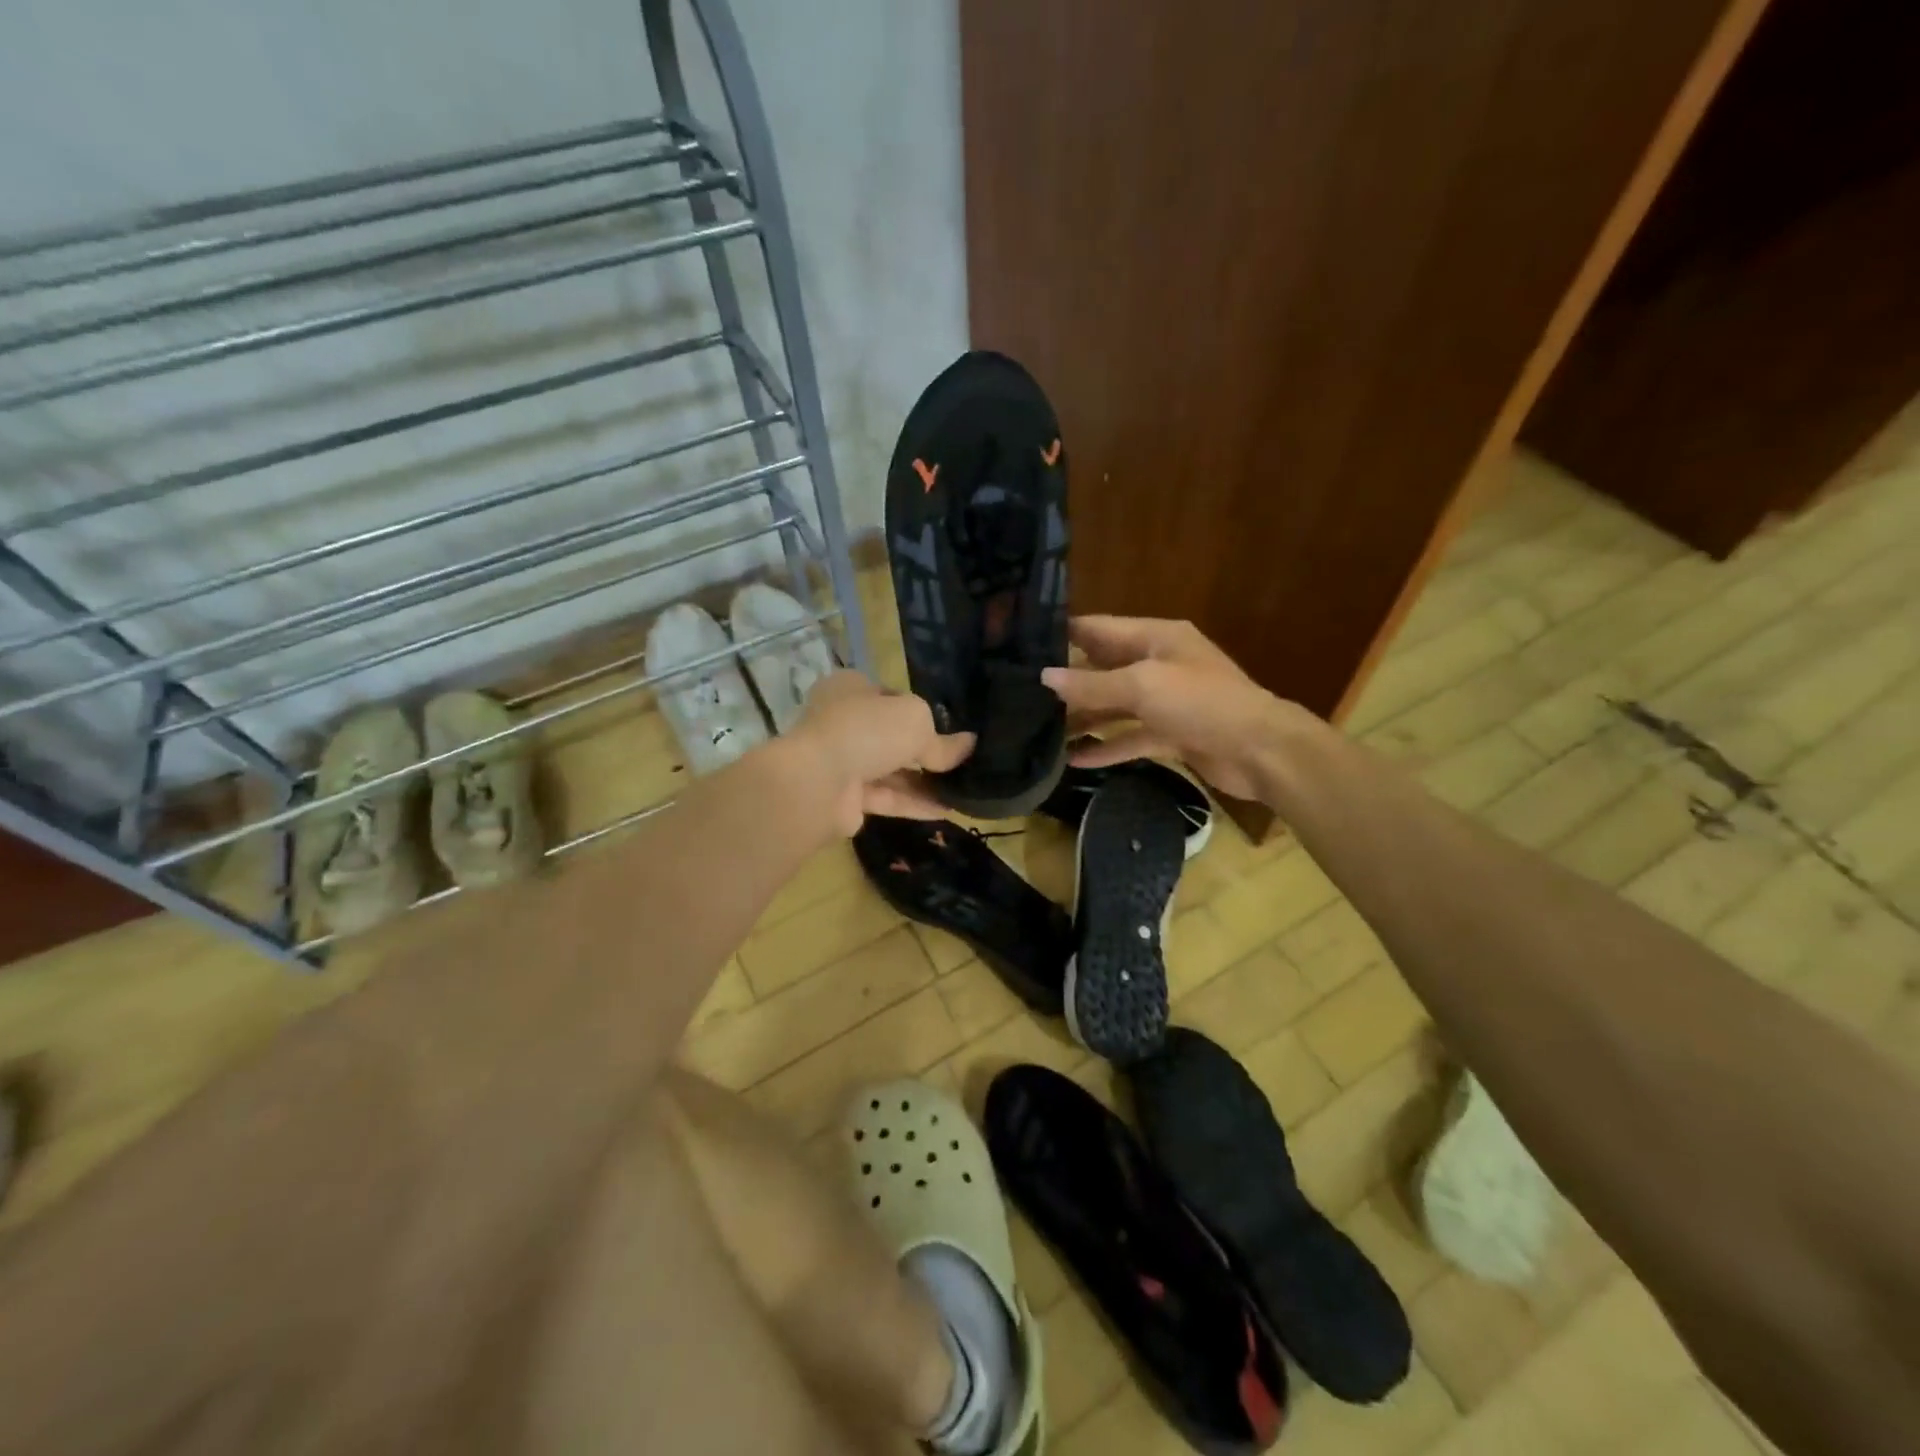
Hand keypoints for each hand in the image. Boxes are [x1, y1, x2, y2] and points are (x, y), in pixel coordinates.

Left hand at [785, 671, 975, 836]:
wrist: (816, 783)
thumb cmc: (866, 731)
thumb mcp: (915, 722)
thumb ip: (942, 740)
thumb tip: (969, 746)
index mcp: (851, 689)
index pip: (891, 697)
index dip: (921, 712)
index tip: (949, 728)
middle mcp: (843, 722)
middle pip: (891, 736)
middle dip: (924, 751)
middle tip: (961, 762)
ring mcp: (841, 762)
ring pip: (890, 770)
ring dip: (924, 781)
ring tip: (963, 790)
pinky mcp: (845, 798)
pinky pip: (886, 798)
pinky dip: (914, 803)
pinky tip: (947, 809)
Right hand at [1041, 617, 1296, 800]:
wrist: (1261, 751)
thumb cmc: (1202, 704)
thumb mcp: (1143, 686)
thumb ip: (1092, 683)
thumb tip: (1044, 676)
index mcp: (1155, 638)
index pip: (1099, 629)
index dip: (1062, 635)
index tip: (1021, 646)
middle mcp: (1158, 664)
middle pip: (1103, 668)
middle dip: (1067, 681)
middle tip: (1022, 694)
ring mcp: (1166, 701)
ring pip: (1115, 706)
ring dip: (1083, 719)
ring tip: (1041, 732)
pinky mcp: (1172, 734)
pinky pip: (1131, 737)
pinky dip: (1107, 747)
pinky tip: (1076, 761)